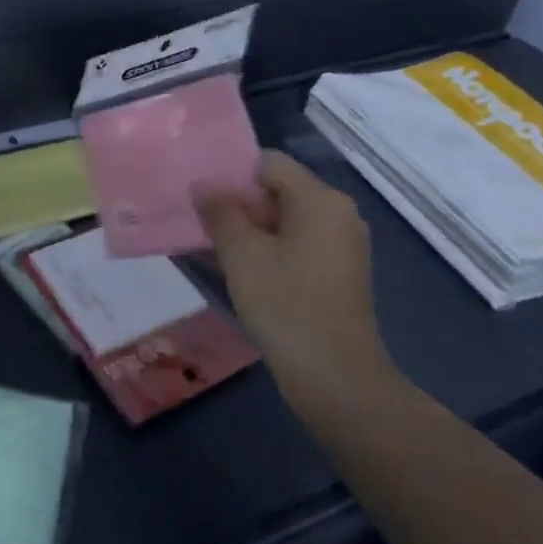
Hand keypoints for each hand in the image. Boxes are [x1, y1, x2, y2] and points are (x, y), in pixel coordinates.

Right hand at [195, 151, 398, 418]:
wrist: (337, 380)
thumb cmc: (287, 306)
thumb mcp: (242, 255)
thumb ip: (220, 213)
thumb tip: (203, 184)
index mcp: (320, 199)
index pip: (268, 163)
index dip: (232, 173)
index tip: (201, 196)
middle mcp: (338, 213)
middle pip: (278, 190)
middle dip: (238, 203)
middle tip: (200, 221)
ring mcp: (342, 245)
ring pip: (286, 220)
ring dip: (250, 230)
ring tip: (211, 246)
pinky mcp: (339, 273)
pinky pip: (298, 245)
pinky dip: (269, 250)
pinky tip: (239, 270)